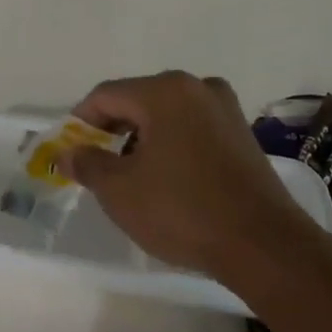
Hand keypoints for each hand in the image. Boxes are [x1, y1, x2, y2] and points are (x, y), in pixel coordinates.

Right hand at [62, 71, 316, 274]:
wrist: (263, 245)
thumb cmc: (182, 210)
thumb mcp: (120, 191)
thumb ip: (87, 164)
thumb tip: (68, 153)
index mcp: (164, 91)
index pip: (106, 95)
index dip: (80, 122)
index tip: (70, 151)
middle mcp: (197, 87)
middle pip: (138, 100)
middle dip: (112, 130)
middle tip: (97, 165)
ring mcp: (225, 109)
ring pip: (166, 114)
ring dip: (142, 138)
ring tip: (131, 176)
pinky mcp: (242, 134)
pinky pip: (192, 128)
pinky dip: (171, 144)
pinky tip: (167, 178)